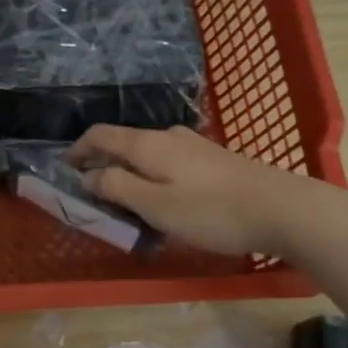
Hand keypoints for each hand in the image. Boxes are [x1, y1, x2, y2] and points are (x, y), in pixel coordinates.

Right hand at [66, 125, 314, 255]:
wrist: (285, 209)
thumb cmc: (212, 211)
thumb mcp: (155, 205)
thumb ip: (116, 187)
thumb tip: (87, 175)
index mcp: (147, 144)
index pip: (100, 135)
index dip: (77, 149)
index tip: (63, 167)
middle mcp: (168, 136)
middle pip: (123, 142)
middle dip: (101, 162)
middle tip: (90, 189)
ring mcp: (194, 145)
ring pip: (147, 152)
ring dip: (128, 170)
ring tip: (123, 198)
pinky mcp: (214, 159)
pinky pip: (168, 161)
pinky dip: (151, 174)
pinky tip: (161, 197)